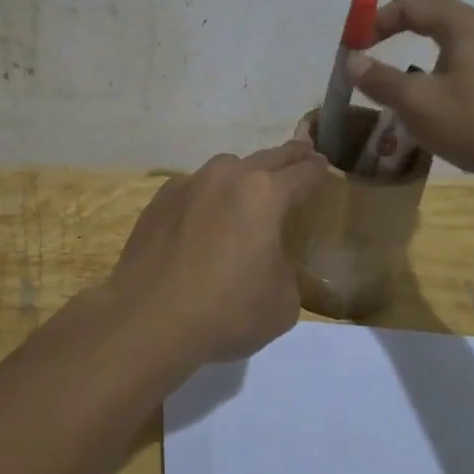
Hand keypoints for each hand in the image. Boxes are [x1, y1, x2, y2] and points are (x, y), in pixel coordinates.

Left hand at [104, 140, 326, 364]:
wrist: (148, 319)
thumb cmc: (227, 310)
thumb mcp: (283, 302)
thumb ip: (285, 268)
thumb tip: (269, 259)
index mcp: (265, 194)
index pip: (303, 173)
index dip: (319, 171)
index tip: (325, 168)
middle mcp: (227, 176)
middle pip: (268, 157)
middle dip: (289, 157)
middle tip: (302, 155)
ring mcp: (189, 183)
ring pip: (226, 168)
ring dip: (243, 175)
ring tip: (247, 195)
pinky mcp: (159, 200)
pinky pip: (194, 188)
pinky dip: (206, 197)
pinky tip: (202, 221)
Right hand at [345, 0, 473, 200]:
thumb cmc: (472, 122)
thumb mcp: (416, 102)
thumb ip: (380, 79)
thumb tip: (351, 60)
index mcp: (462, 26)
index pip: (412, 7)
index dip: (379, 18)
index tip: (354, 42)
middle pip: (438, 7)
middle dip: (410, 3)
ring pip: (452, 26)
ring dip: (427, 22)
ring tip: (409, 23)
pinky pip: (460, 48)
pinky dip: (439, 44)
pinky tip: (434, 63)